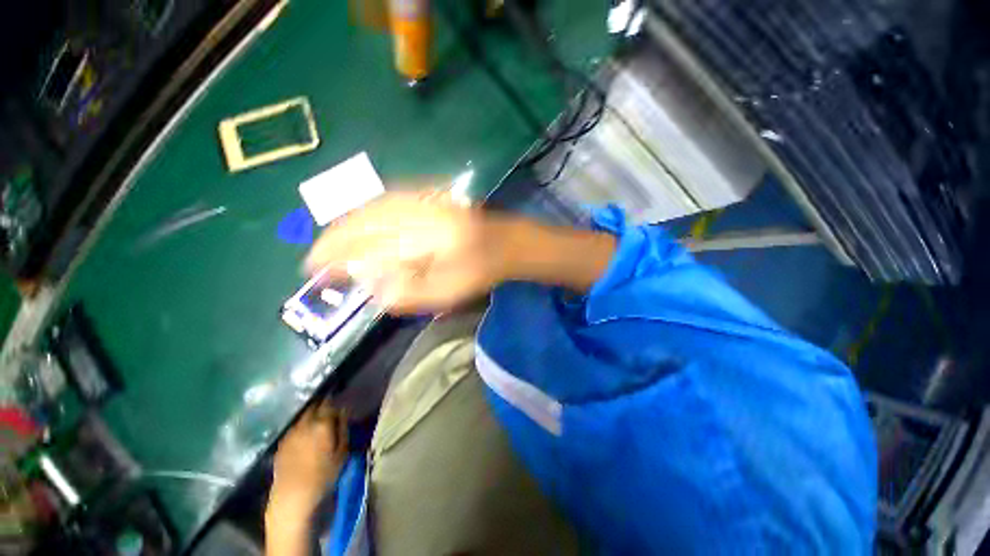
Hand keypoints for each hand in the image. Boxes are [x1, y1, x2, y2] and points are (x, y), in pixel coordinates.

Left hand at [267, 401, 348, 521]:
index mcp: (322, 424)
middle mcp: (304, 424)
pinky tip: (304, 435)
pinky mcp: (281, 443)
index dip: (334, 400)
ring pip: (303, 417)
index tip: (339, 401)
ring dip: (311, 415)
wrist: (292, 497)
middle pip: (313, 407)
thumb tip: (343, 411)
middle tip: (329, 410)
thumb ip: (343, 428)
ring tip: (317, 422)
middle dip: (321, 405)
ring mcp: (290, 433)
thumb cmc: (323, 475)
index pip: (328, 404)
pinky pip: (294, 428)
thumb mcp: (342, 452)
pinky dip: (301, 426)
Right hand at [306, 192, 511, 313]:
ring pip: (372, 208)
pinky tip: (360, 219)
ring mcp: (422, 201)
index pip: (365, 248)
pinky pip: (388, 199)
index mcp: (421, 240)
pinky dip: (367, 210)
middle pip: (363, 223)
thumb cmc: (478, 272)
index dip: (336, 259)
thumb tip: (370, 287)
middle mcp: (416, 215)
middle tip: (315, 256)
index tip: (314, 271)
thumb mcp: (447, 292)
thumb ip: (408, 292)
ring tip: (330, 240)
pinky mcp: (428, 196)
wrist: (504, 243)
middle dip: (334, 239)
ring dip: (347, 224)